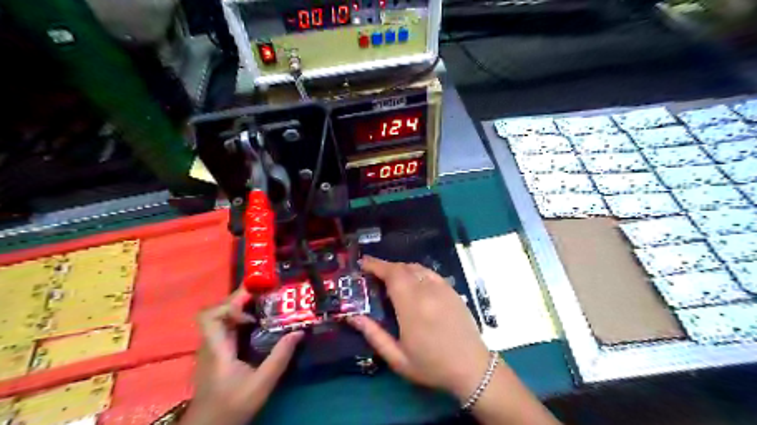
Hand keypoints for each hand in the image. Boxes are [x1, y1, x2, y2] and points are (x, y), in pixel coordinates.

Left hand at [181, 288, 302, 424]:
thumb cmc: (232, 405)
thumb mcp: (262, 383)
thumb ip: (280, 357)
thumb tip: (299, 332)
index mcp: (217, 347)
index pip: (211, 315)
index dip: (231, 304)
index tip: (254, 306)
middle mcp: (211, 343)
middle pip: (219, 310)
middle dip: (242, 299)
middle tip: (268, 293)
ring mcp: (213, 347)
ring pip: (223, 317)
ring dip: (243, 307)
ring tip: (267, 303)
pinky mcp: (218, 352)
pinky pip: (228, 326)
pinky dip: (242, 319)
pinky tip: (259, 323)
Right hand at [347, 256, 491, 401]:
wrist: (472, 368)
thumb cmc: (432, 366)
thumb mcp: (398, 358)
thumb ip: (374, 335)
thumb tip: (353, 317)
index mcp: (412, 307)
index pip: (392, 275)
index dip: (376, 265)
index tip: (363, 263)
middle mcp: (427, 292)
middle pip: (403, 268)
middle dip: (385, 267)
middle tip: (372, 274)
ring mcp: (442, 289)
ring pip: (416, 268)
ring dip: (400, 268)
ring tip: (389, 278)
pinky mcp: (451, 290)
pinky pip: (429, 273)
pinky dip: (416, 271)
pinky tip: (412, 281)